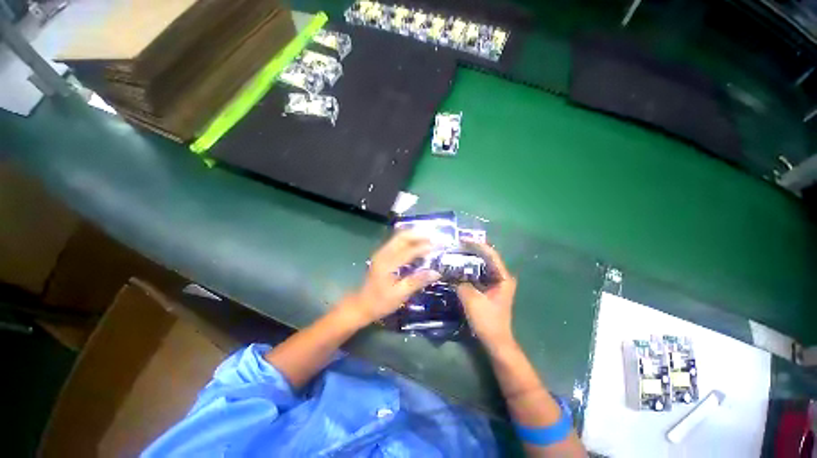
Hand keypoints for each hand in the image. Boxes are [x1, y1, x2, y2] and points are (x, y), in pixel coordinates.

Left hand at [343, 231, 440, 324]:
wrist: (362, 304)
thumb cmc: (380, 302)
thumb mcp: (400, 294)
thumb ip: (417, 281)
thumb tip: (436, 272)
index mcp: (388, 263)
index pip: (409, 250)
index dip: (424, 247)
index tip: (438, 246)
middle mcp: (384, 253)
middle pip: (402, 237)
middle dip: (418, 235)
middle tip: (434, 237)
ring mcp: (382, 253)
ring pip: (399, 237)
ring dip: (414, 236)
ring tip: (429, 239)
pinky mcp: (382, 255)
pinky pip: (397, 242)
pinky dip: (408, 240)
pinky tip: (417, 244)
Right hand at [456, 242, 516, 349]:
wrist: (495, 341)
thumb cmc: (487, 320)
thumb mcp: (472, 299)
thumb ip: (461, 283)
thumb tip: (449, 272)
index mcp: (503, 277)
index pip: (491, 254)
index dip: (477, 245)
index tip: (462, 239)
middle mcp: (501, 277)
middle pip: (486, 258)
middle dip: (471, 251)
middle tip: (455, 246)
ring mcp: (495, 283)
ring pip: (481, 266)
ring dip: (469, 260)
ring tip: (454, 253)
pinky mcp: (489, 289)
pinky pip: (478, 274)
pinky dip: (468, 270)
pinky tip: (457, 268)